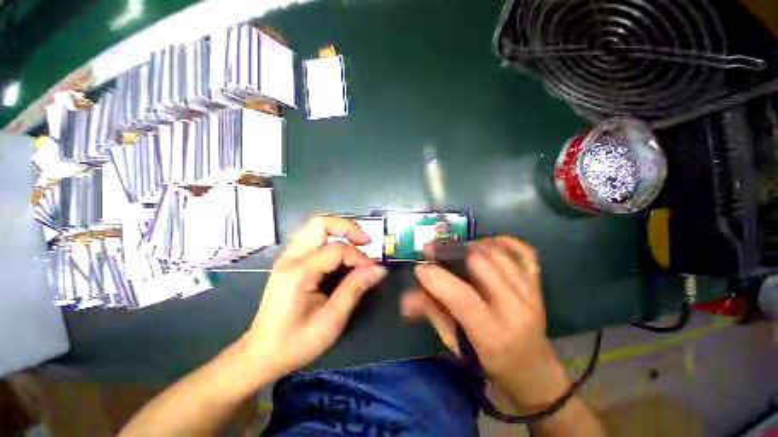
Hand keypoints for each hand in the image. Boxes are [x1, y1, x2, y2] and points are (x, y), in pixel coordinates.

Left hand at [243, 217, 386, 377]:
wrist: (261, 354)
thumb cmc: (295, 343)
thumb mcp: (330, 321)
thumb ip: (354, 289)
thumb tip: (379, 270)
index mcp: (298, 272)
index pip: (337, 250)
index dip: (360, 256)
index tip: (374, 270)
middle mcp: (290, 257)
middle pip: (321, 223)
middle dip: (348, 227)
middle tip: (366, 242)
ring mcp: (288, 256)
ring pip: (317, 227)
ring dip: (341, 231)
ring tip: (359, 244)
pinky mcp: (291, 260)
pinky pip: (315, 238)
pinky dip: (333, 238)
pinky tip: (343, 254)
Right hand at [402, 236, 568, 410]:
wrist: (534, 371)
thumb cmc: (490, 363)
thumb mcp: (456, 345)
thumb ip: (432, 314)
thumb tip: (405, 299)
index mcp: (492, 334)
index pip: (461, 296)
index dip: (436, 278)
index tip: (420, 268)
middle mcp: (515, 309)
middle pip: (481, 264)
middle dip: (452, 251)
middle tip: (434, 251)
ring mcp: (530, 293)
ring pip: (498, 253)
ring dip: (471, 245)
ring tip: (456, 249)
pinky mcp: (537, 284)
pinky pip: (524, 251)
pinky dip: (504, 241)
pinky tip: (486, 244)